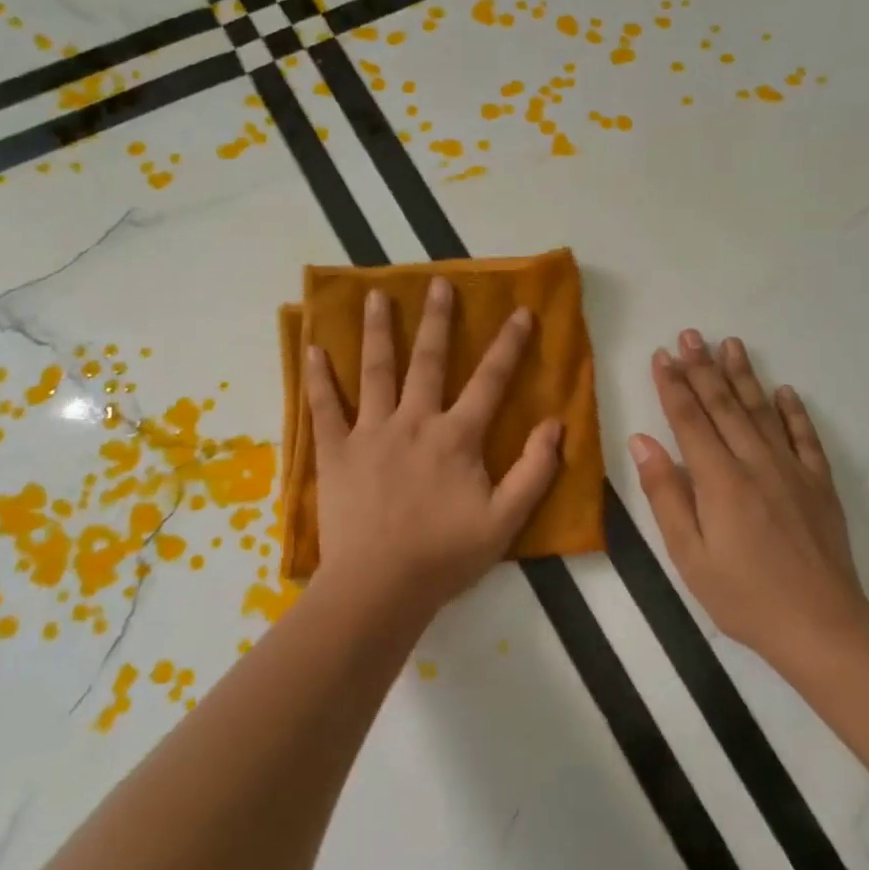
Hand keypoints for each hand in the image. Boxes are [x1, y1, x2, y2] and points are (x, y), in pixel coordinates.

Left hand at [305, 278, 561, 622]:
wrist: (380, 587)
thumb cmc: (445, 556)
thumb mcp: (506, 520)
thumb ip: (535, 470)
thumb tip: (556, 423)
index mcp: (456, 437)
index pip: (490, 380)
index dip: (509, 345)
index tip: (521, 311)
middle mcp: (414, 421)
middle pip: (427, 360)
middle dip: (436, 319)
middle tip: (439, 283)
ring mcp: (370, 432)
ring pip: (375, 370)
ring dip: (376, 330)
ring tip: (374, 295)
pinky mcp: (336, 451)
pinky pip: (324, 407)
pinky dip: (318, 378)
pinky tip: (312, 348)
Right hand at [628, 330, 868, 659]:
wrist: (822, 626)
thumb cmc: (743, 595)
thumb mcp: (688, 555)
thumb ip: (665, 494)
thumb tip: (643, 442)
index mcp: (720, 480)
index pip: (690, 420)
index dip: (673, 385)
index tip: (661, 355)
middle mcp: (756, 463)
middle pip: (725, 405)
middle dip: (703, 368)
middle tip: (690, 334)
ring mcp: (792, 471)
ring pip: (763, 411)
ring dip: (744, 376)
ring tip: (730, 344)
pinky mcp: (819, 484)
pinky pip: (805, 437)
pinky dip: (793, 412)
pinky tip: (785, 391)